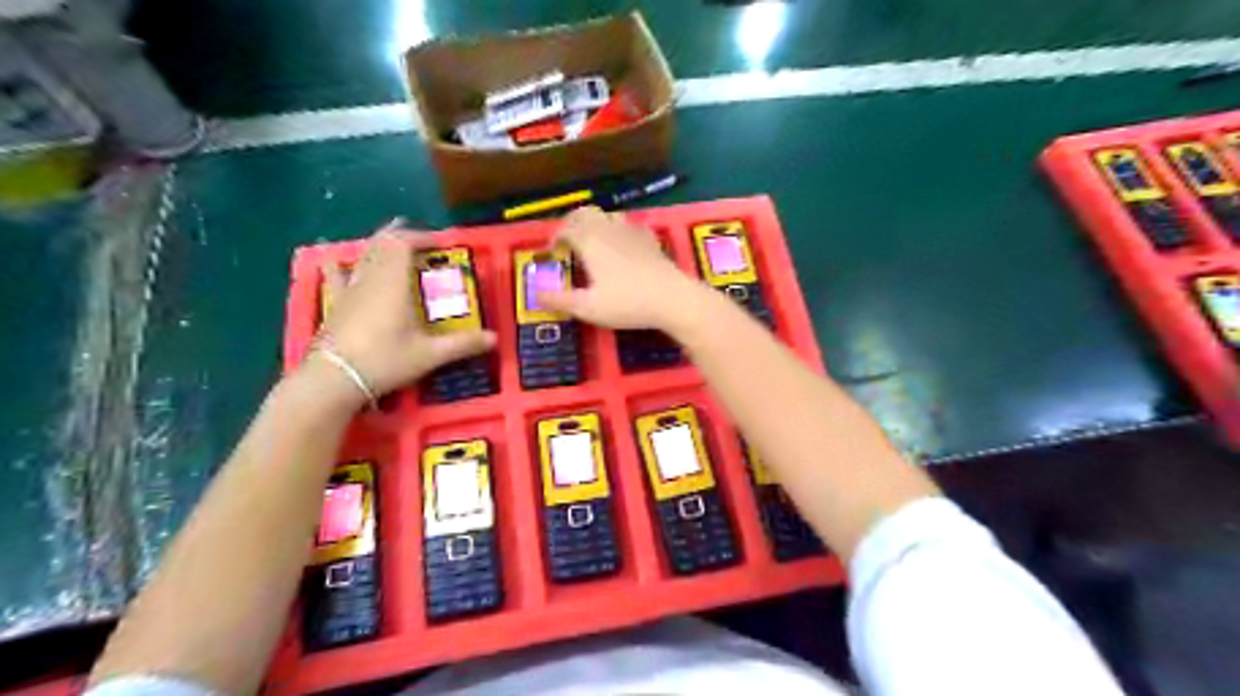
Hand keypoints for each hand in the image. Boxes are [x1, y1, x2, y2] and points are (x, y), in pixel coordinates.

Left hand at [301, 222, 498, 407]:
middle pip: (382, 245)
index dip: (421, 237)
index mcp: (394, 284)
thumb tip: (495, 339)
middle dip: (400, 236)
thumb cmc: (385, 360)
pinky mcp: (335, 305)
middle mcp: (371, 280)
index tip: (440, 243)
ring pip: (363, 256)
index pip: (403, 245)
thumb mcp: (429, 355)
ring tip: (389, 241)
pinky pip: (336, 277)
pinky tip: (332, 259)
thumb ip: (462, 344)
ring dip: (377, 245)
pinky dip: (338, 264)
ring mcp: (350, 291)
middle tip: (417, 236)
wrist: (334, 379)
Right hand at [539, 207, 701, 330]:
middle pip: (585, 213)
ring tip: (593, 242)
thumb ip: (559, 299)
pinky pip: (630, 226)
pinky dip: (619, 230)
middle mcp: (608, 229)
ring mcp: (632, 231)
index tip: (553, 252)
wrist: (672, 298)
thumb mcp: (587, 307)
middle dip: (572, 223)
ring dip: (596, 223)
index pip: (565, 228)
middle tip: (568, 242)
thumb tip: (535, 294)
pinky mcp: (650, 239)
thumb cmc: (626, 303)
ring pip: (608, 215)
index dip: (555, 237)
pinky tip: (623, 244)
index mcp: (589, 241)